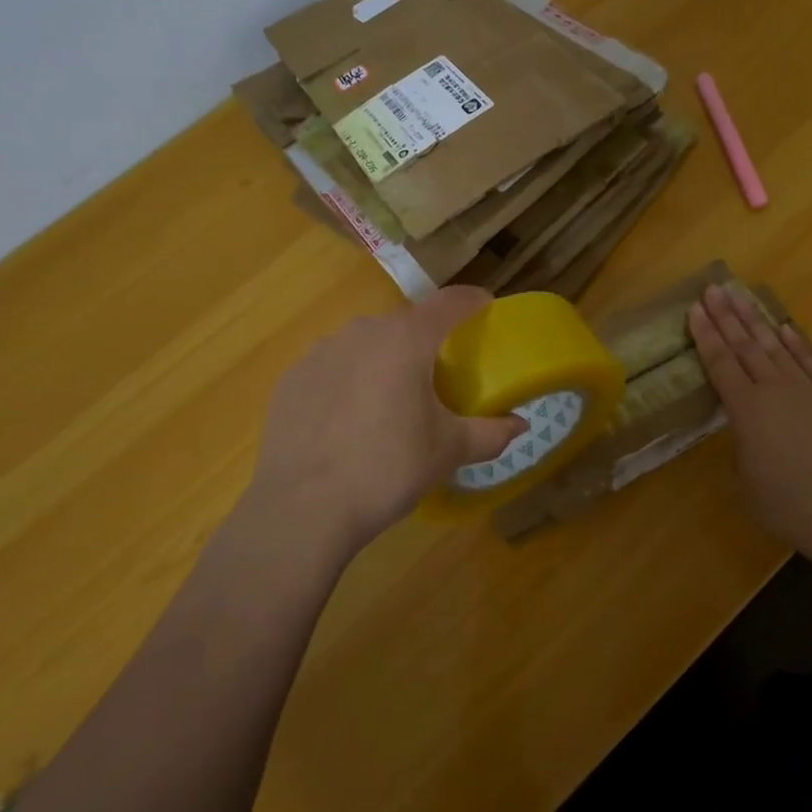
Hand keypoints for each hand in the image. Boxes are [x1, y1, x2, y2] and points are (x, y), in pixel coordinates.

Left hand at [240, 287, 523, 559]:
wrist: (302, 509)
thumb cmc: (387, 469)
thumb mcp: (448, 451)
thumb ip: (490, 433)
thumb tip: (520, 425)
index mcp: (406, 340)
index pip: (450, 302)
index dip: (473, 301)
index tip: (486, 309)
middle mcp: (362, 332)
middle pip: (406, 324)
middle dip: (426, 341)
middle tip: (439, 375)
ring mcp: (321, 352)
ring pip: (366, 344)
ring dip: (384, 360)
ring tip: (391, 401)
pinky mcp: (291, 378)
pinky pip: (333, 367)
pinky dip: (348, 381)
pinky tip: (348, 420)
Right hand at [688, 284, 811, 567]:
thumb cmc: (788, 506)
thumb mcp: (746, 482)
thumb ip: (742, 449)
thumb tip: (746, 435)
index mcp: (745, 410)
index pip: (720, 362)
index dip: (705, 334)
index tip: (695, 308)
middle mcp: (774, 390)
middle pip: (745, 345)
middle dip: (727, 316)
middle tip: (714, 289)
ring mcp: (807, 391)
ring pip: (776, 347)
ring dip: (756, 320)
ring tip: (742, 297)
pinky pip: (809, 362)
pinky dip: (795, 343)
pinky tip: (785, 328)